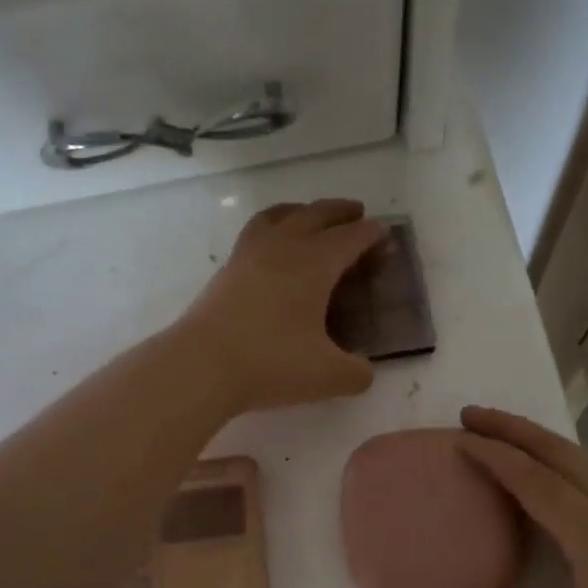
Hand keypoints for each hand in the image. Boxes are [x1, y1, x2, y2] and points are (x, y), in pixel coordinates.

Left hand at [180, 200, 385, 413]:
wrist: (202, 365)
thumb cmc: (272, 363)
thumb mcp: (329, 376)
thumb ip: (357, 373)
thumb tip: (364, 370)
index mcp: (315, 263)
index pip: (350, 238)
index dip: (371, 235)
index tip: (384, 237)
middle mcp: (284, 247)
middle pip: (317, 215)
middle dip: (342, 212)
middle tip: (358, 213)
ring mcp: (250, 254)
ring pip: (281, 215)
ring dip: (303, 210)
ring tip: (311, 216)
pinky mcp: (227, 269)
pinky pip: (256, 231)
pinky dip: (273, 226)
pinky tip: (273, 247)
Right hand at [444, 406, 587, 587]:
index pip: (533, 479)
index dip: (493, 454)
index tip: (459, 438)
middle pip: (556, 449)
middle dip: (510, 426)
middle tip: (469, 413)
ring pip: (579, 451)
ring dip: (536, 435)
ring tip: (499, 431)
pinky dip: (561, 451)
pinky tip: (549, 461)